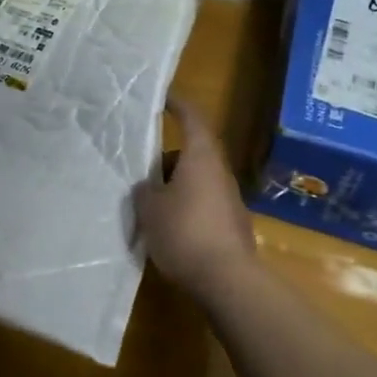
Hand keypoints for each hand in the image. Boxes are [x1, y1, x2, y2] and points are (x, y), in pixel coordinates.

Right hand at [134, 95, 257, 303]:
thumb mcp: (150, 209)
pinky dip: (188, 208)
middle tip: (143, 172)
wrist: (228, 280)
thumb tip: (149, 187)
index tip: (164, 97)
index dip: (178, 105)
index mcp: (200, 156)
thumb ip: (145, 190)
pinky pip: (204, 205)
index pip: (191, 118)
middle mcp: (219, 171)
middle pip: (193, 153)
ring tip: (152, 206)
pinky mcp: (233, 225)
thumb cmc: (185, 232)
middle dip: (168, 160)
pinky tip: (170, 230)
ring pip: (198, 181)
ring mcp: (230, 199)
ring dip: (177, 187)